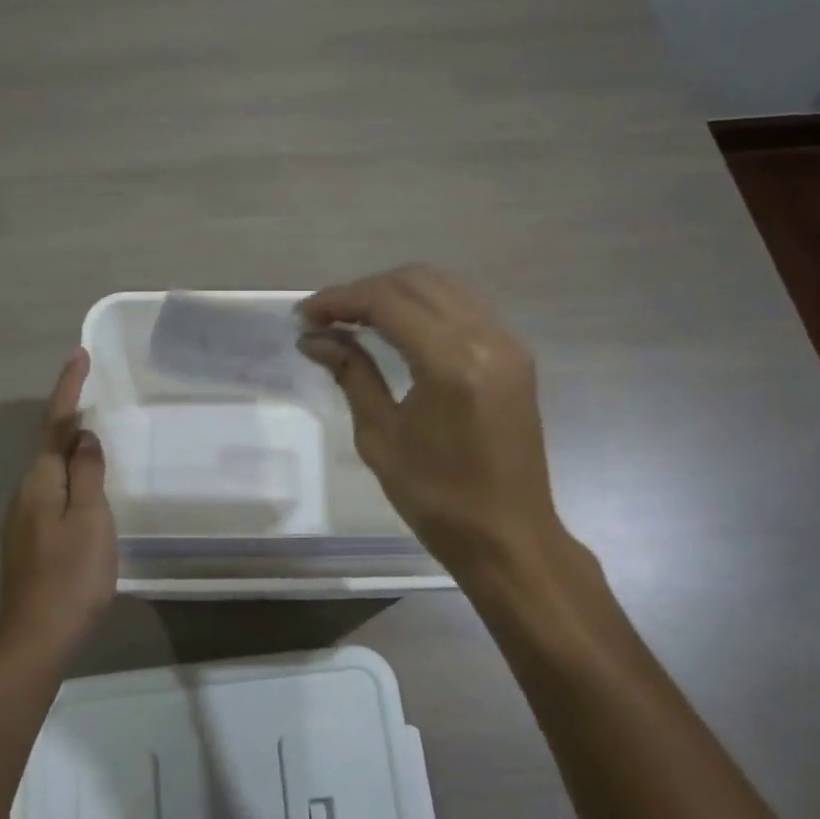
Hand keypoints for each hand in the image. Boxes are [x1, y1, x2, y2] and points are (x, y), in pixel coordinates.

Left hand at [0, 349, 117, 657]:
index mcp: (40, 481)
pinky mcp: (29, 542)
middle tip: (92, 391)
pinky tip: (86, 489)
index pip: (55, 423)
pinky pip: (51, 493)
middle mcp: (25, 493)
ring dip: (69, 447)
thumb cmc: (71, 574)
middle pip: (48, 444)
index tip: (79, 355)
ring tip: (95, 436)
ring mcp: (23, 520)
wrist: (36, 639)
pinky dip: (69, 477)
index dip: (68, 388)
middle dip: (68, 415)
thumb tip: (84, 435)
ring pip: (49, 471)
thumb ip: (87, 472)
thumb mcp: (90, 517)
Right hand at [300, 266, 566, 579]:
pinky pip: (464, 306)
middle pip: (415, 281)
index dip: (339, 300)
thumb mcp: (381, 437)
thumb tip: (313, 338)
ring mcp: (507, 342)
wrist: (509, 537)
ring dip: (395, 292)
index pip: (387, 301)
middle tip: (325, 318)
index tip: (304, 315)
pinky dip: (425, 305)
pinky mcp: (515, 354)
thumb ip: (351, 374)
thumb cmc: (438, 499)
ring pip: (443, 285)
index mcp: (450, 362)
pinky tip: (398, 328)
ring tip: (355, 319)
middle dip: (364, 291)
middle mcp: (485, 337)